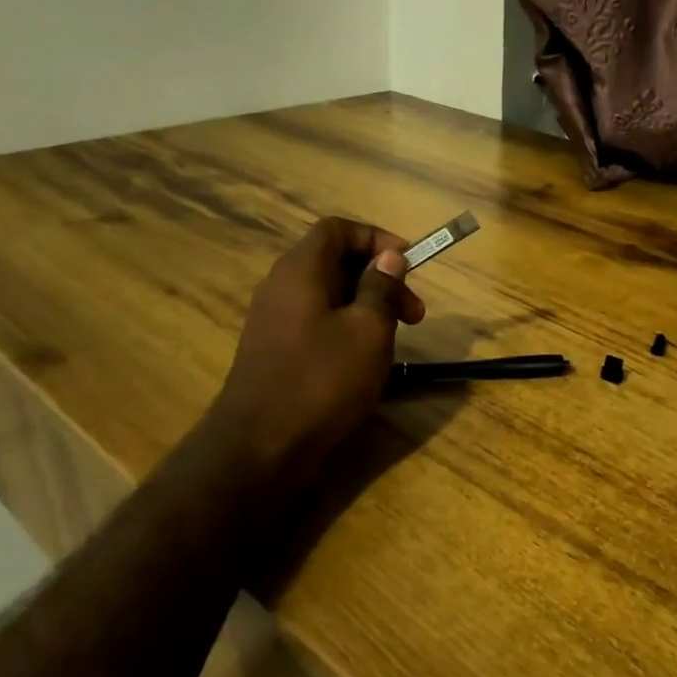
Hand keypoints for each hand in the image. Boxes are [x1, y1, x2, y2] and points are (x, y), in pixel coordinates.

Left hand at [209, 217, 424, 484]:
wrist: (260, 447)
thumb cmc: (322, 380)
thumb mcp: (368, 330)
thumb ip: (381, 288)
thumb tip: (389, 257)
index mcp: (301, 270)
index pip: (338, 229)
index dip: (377, 238)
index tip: (408, 264)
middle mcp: (282, 286)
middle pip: (335, 261)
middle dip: (381, 278)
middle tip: (415, 313)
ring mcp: (274, 320)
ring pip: (329, 294)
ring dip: (368, 306)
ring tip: (397, 337)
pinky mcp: (275, 349)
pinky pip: (317, 321)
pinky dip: (347, 327)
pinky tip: (367, 358)